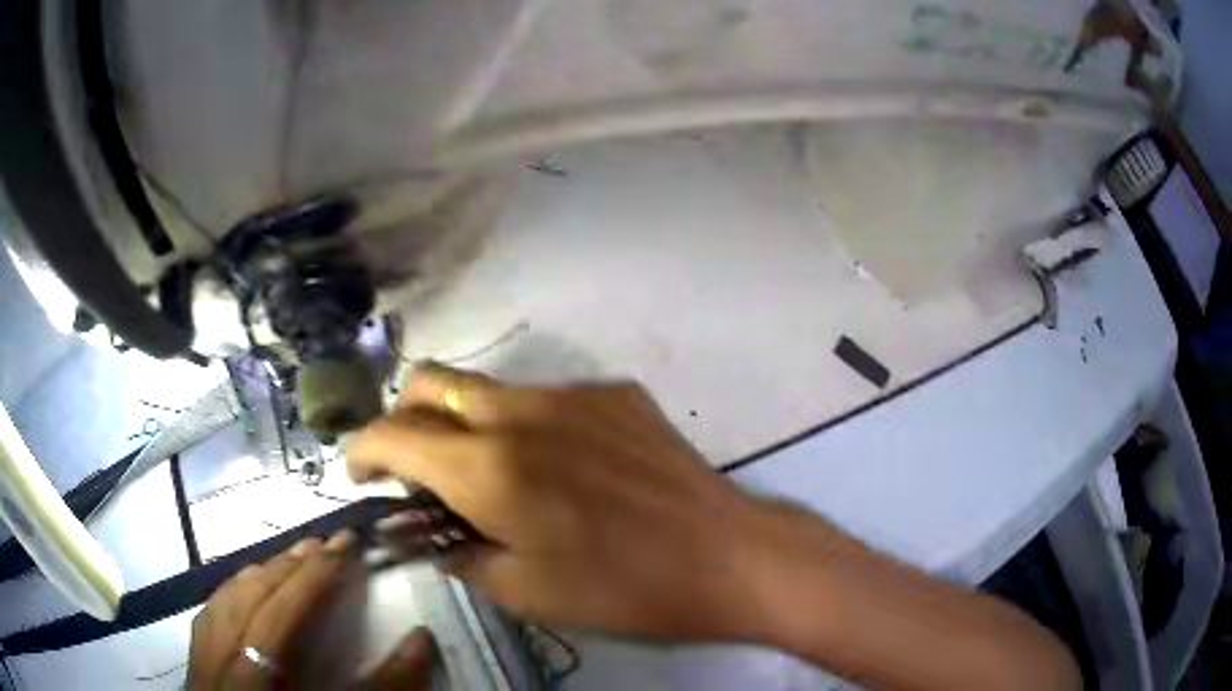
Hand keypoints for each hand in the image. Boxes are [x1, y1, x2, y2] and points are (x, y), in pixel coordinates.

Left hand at [188, 532, 437, 689]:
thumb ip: (384, 687)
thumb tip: (420, 639)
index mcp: (254, 678)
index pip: (283, 612)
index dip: (315, 576)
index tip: (345, 542)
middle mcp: (220, 660)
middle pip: (251, 599)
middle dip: (288, 566)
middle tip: (323, 543)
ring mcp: (202, 661)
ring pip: (226, 600)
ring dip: (260, 574)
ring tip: (289, 558)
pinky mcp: (196, 664)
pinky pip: (210, 613)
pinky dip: (232, 592)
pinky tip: (245, 587)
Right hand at [347, 364, 765, 639]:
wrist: (727, 556)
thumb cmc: (623, 589)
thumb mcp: (525, 593)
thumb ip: (462, 555)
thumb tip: (436, 535)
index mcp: (488, 468)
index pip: (392, 436)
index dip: (362, 450)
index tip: (360, 472)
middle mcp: (521, 412)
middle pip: (431, 382)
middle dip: (404, 417)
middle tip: (415, 463)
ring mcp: (574, 394)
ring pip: (488, 387)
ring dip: (467, 421)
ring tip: (493, 473)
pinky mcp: (616, 394)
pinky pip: (549, 399)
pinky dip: (527, 425)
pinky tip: (563, 468)